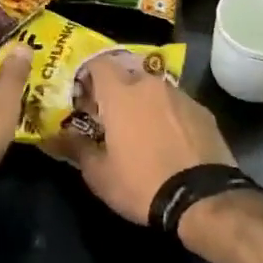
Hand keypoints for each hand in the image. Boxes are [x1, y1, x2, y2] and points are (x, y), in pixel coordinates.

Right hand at [54, 62, 236, 224]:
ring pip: (154, 90)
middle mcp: (151, 85)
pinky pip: (177, 105)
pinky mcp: (204, 111)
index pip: (99, 64)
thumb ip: (76, 148)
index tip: (83, 97)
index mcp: (121, 93)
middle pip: (128, 75)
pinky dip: (168, 115)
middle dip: (117, 91)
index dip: (88, 76)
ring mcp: (181, 96)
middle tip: (111, 117)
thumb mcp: (99, 175)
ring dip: (144, 103)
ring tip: (142, 131)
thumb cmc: (142, 183)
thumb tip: (58, 136)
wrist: (203, 199)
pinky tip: (170, 141)